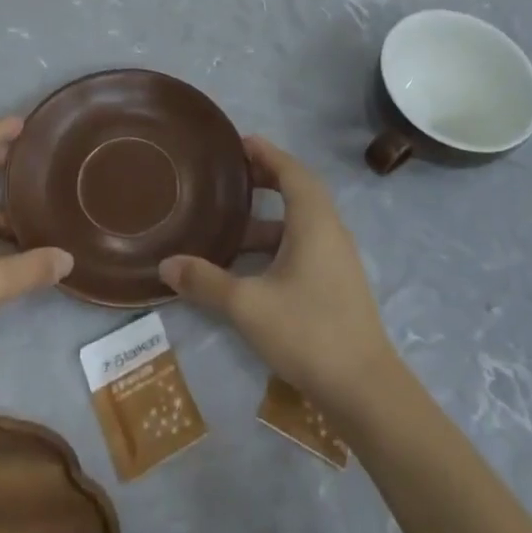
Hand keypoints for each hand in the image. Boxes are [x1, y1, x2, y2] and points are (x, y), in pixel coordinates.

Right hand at [160, 137, 396, 418]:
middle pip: (299, 189)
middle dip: (267, 178)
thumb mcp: (248, 305)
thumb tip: (166, 264)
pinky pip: (306, 242)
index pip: (290, 170)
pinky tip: (253, 265)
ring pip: (302, 220)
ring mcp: (337, 257)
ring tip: (232, 223)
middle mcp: (329, 229)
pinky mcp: (338, 282)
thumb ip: (206, 282)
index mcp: (313, 220)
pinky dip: (280, 239)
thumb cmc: (307, 331)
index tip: (238, 143)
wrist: (365, 389)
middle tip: (232, 176)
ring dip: (270, 215)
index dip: (265, 153)